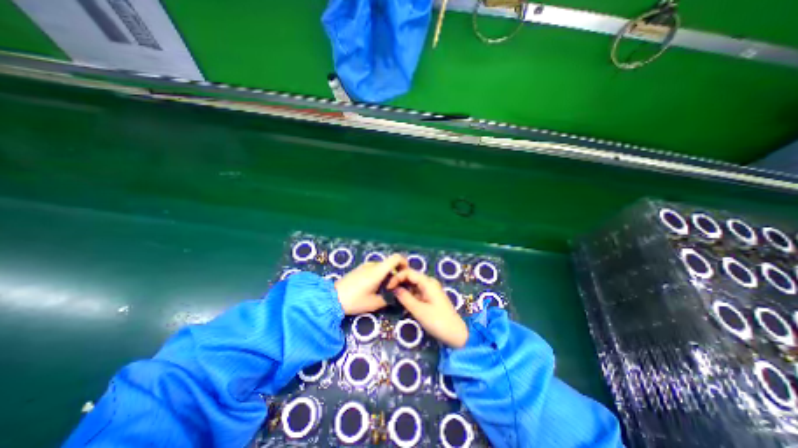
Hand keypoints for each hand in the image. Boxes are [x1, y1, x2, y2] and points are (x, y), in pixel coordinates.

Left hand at [334, 256, 407, 314]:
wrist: (332, 298)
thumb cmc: (354, 300)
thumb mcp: (374, 304)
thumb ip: (387, 298)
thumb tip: (395, 295)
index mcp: (378, 271)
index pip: (396, 258)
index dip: (404, 262)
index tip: (405, 273)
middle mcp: (373, 265)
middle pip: (390, 264)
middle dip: (395, 273)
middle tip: (395, 287)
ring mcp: (365, 266)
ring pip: (382, 267)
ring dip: (386, 275)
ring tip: (383, 289)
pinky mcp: (359, 269)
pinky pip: (374, 268)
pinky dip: (379, 275)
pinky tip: (374, 287)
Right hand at [385, 268, 468, 346]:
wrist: (456, 334)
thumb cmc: (438, 321)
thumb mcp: (419, 310)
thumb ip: (405, 298)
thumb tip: (394, 288)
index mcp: (428, 282)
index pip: (409, 272)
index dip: (397, 277)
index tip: (387, 286)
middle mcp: (429, 283)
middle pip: (411, 276)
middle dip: (399, 281)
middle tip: (387, 290)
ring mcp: (430, 289)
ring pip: (413, 284)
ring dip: (403, 287)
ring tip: (391, 294)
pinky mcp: (430, 297)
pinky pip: (417, 291)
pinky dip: (409, 293)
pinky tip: (401, 299)